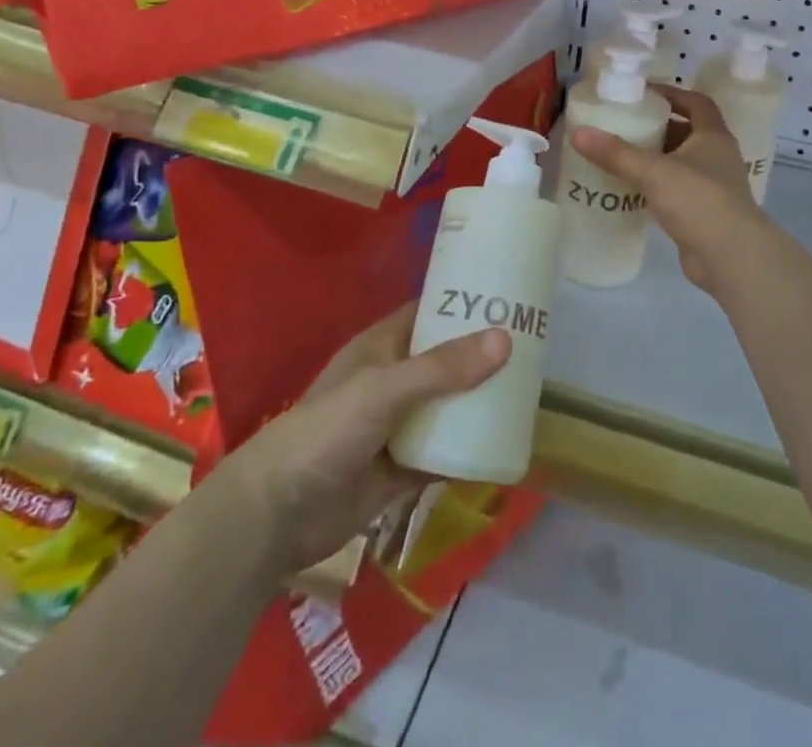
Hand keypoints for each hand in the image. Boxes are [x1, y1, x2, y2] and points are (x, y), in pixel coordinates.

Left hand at [230, 305, 509, 571]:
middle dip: (482, 356)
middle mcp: (394, 380)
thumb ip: (442, 368)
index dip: (464, 302)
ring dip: (479, 403)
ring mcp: (398, 425)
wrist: (278, 514)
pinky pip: (444, 453)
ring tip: (528, 392)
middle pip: (446, 360)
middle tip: (533, 347)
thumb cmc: (328, 431)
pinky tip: (504, 446)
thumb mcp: (385, 389)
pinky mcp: (402, 469)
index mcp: (383, 347)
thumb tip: (505, 339)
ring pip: (448, 407)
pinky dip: (469, 451)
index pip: (429, 312)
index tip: (508, 297)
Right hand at [570, 85, 776, 291]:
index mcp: (713, 136)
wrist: (731, 257)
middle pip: (687, 132)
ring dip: (656, 158)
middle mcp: (717, 157)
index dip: (673, 93)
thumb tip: (578, 133)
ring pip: (681, 163)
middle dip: (658, 127)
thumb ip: (616, 153)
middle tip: (625, 124)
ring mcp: (713, 187)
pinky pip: (677, 190)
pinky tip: (632, 189)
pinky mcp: (704, 213)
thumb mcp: (654, 171)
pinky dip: (657, 186)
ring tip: (621, 155)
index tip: (644, 93)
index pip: (697, 103)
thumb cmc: (699, 201)